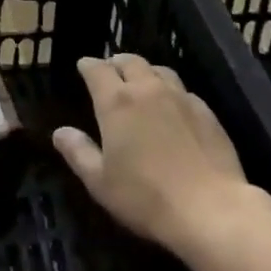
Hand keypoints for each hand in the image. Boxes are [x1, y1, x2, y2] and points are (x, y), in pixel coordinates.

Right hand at [54, 54, 256, 259]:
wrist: (210, 209)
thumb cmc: (146, 198)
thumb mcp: (101, 183)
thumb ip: (78, 153)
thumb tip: (59, 132)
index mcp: (116, 101)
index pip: (97, 69)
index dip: (88, 65)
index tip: (83, 66)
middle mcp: (147, 89)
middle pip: (129, 61)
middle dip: (116, 62)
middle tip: (111, 71)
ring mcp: (179, 96)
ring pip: (158, 70)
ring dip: (144, 71)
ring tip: (141, 83)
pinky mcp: (205, 110)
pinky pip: (181, 89)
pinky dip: (170, 90)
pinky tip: (172, 107)